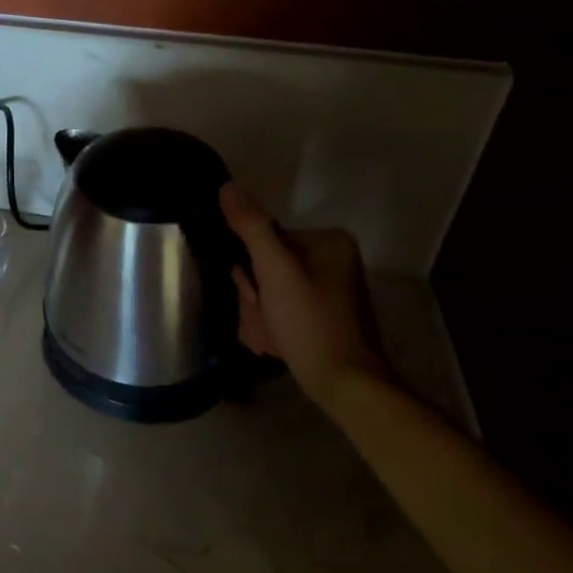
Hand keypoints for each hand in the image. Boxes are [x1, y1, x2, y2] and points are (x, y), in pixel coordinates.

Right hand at [219, 184, 390, 401]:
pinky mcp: (321, 316)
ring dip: (259, 317)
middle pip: (263, 268)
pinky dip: (271, 328)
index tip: (259, 297)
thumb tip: (227, 187)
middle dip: (255, 299)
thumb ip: (251, 227)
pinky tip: (277, 345)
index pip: (262, 241)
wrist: (345, 385)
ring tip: (273, 338)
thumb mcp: (275, 271)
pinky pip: (279, 311)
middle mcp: (330, 260)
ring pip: (267, 293)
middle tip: (268, 320)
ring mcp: (327, 290)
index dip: (250, 272)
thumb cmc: (311, 324)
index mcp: (327, 242)